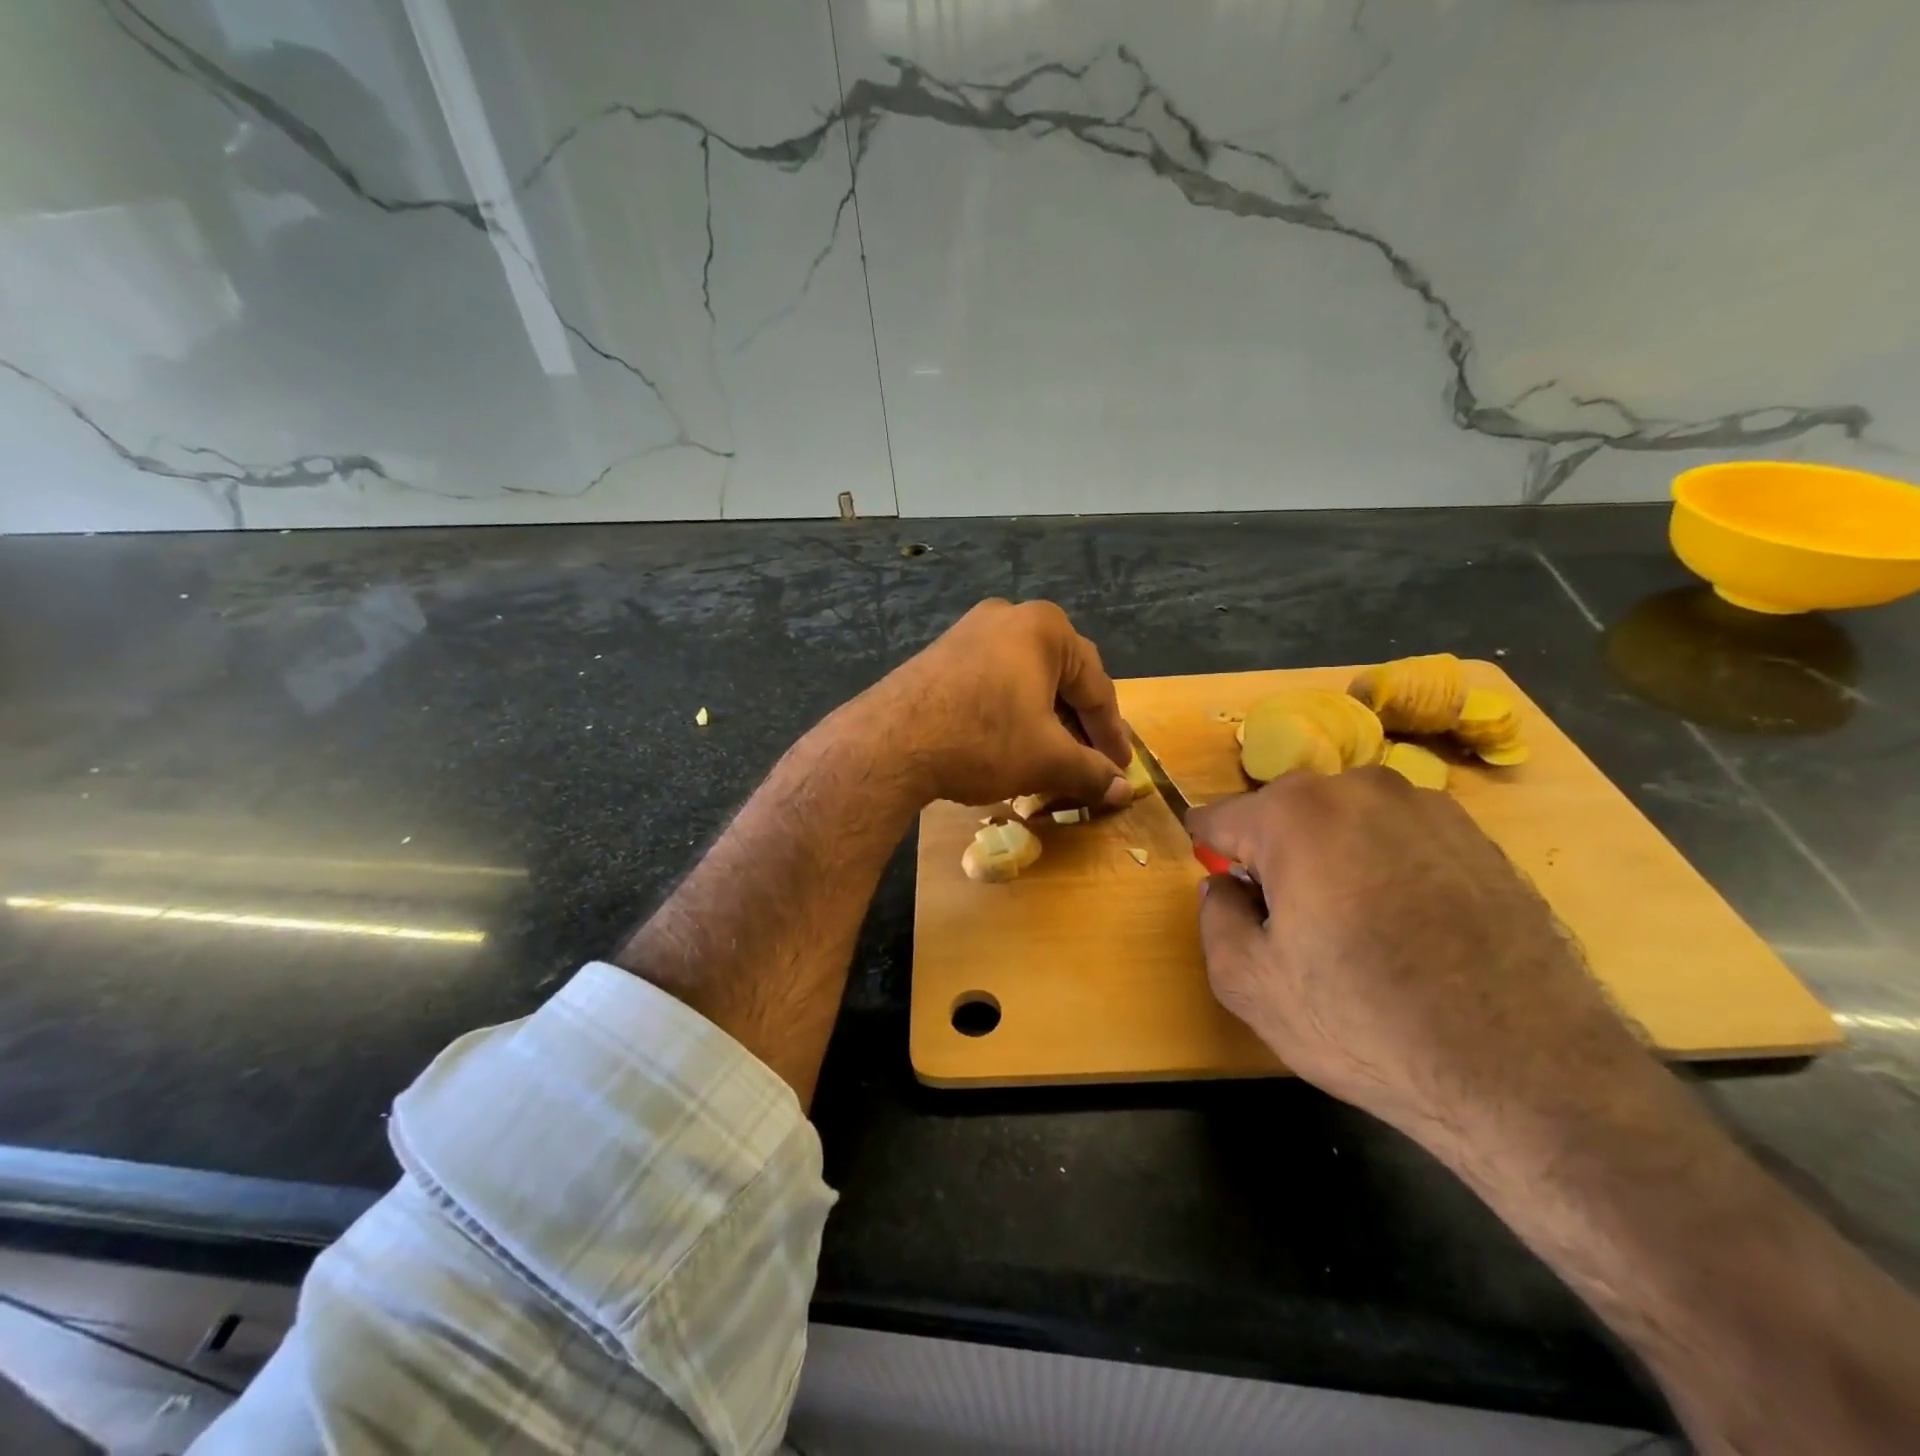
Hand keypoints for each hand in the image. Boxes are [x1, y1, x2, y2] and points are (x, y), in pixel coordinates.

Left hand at [866, 599, 1131, 810]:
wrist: (890, 742)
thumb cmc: (983, 739)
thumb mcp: (1047, 760)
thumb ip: (1091, 772)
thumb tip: (1124, 790)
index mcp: (1045, 628)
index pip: (1096, 686)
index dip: (1112, 734)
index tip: (1122, 768)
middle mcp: (1009, 617)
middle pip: (1061, 679)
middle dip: (1077, 726)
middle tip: (1091, 764)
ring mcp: (969, 632)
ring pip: (1025, 681)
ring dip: (1044, 721)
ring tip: (1052, 760)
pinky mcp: (941, 654)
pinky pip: (993, 682)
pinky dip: (1011, 712)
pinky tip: (1010, 744)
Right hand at [1187, 769, 1647, 1142]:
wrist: (1529, 1075)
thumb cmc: (1364, 1021)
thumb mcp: (1247, 982)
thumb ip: (1214, 917)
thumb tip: (1225, 886)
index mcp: (1296, 814)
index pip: (1222, 816)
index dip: (1211, 851)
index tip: (1219, 883)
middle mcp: (1362, 788)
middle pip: (1286, 814)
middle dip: (1274, 855)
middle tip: (1288, 921)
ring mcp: (1430, 808)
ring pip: (1347, 823)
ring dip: (1333, 858)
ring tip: (1355, 928)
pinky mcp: (1481, 840)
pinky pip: (1402, 840)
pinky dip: (1388, 869)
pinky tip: (1409, 930)